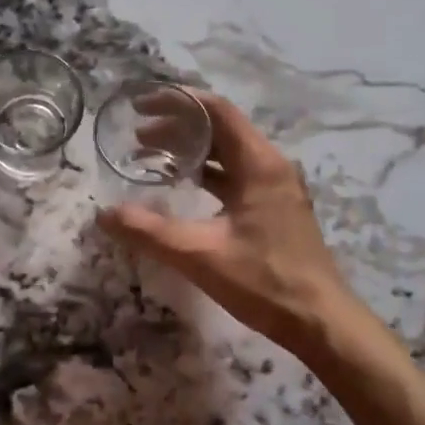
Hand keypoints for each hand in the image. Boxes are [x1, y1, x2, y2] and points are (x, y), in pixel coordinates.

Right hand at [99, 92, 357, 356]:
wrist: (320, 322)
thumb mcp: (200, 255)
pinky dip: (206, 174)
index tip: (142, 106)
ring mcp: (275, 188)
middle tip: (137, 138)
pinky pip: (235, 176)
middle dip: (177, 127)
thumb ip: (149, 232)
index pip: (217, 111)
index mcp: (259, 164)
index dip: (178, 102)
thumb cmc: (265, 282)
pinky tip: (181, 188)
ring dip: (190, 152)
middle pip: (221, 129)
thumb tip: (103, 214)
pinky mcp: (274, 209)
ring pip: (228, 154)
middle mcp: (271, 167)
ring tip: (150, 158)